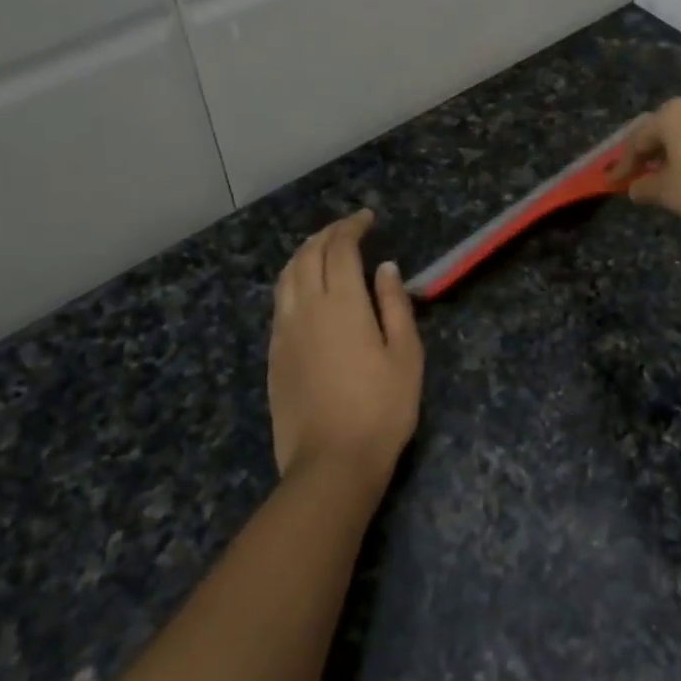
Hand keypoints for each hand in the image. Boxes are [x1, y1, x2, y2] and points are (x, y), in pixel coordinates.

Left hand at [269, 211, 423, 496]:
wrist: (332, 462)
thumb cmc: (382, 408)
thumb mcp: (406, 355)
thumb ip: (395, 306)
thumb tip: (386, 269)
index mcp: (343, 304)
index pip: (341, 249)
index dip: (352, 227)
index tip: (367, 218)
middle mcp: (306, 309)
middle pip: (308, 256)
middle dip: (327, 234)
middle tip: (347, 228)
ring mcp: (284, 332)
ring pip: (286, 276)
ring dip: (304, 253)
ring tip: (322, 249)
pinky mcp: (274, 355)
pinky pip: (279, 302)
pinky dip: (292, 280)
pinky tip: (304, 289)